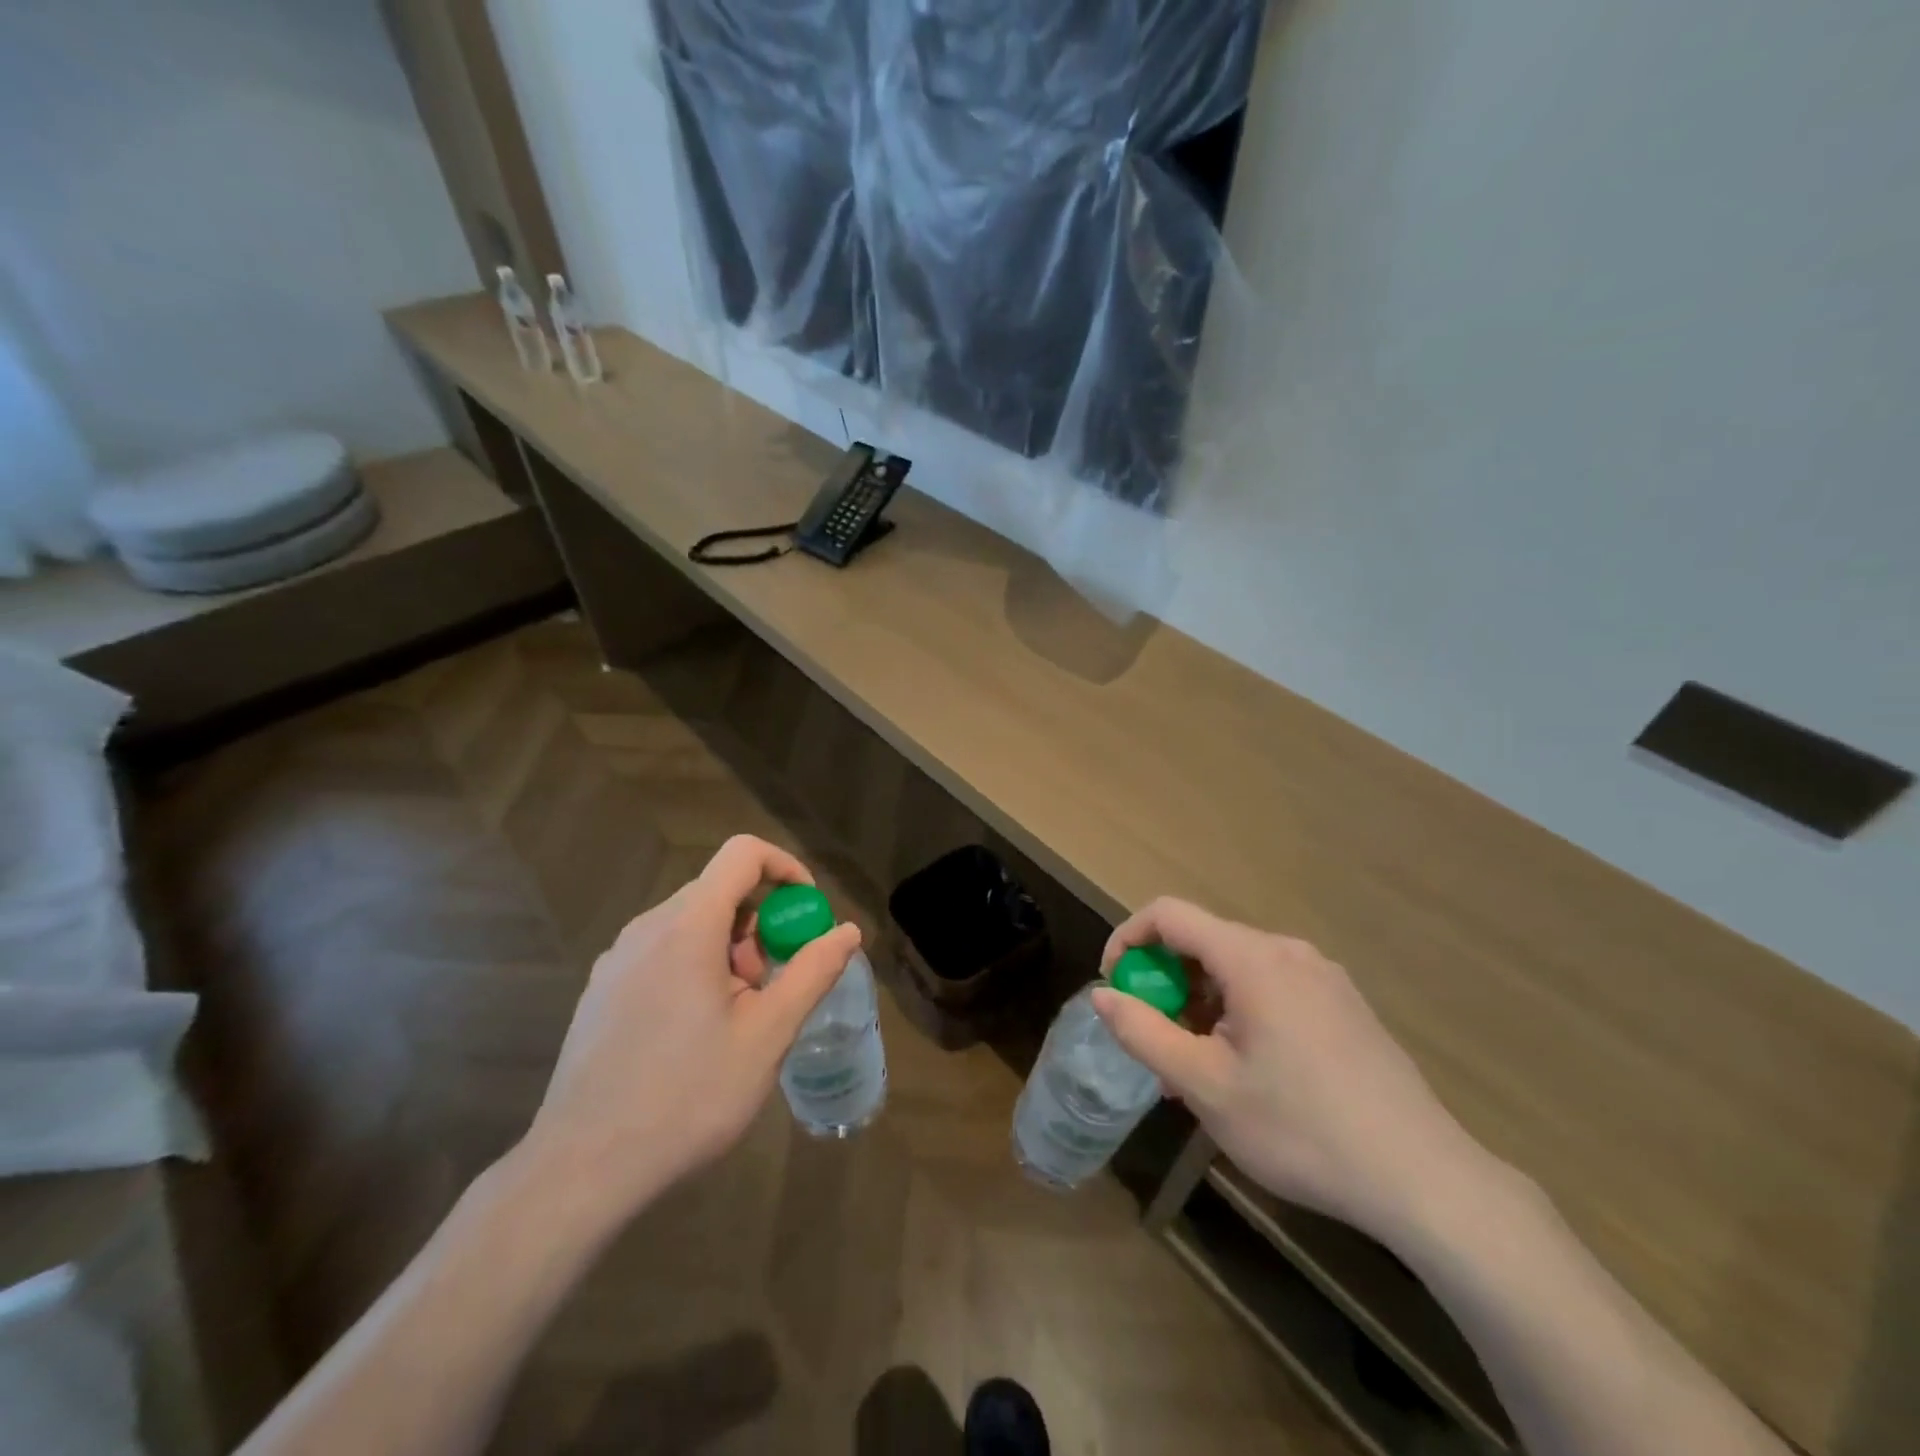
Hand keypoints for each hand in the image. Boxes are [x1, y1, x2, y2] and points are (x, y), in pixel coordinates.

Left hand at [517, 835, 861, 1224]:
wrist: (582, 1168)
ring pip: (691, 923)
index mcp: (688, 926)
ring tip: (737, 1017)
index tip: (806, 913)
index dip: (785, 868)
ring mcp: (617, 958)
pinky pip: (662, 951)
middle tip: (772, 984)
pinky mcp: (601, 989)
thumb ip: (813, 972)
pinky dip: (695, 966)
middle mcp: (647, 927)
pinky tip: (695, 1033)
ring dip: (729, 949)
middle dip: (760, 924)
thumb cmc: (688, 1095)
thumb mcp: (768, 1034)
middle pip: (719, 890)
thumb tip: (848, 931)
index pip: (743, 853)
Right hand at [1094, 898, 1492, 1241]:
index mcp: (1252, 958)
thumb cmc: (1301, 1128)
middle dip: (1166, 984)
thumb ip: (1144, 1033)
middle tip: (1157, 1044)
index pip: (1168, 914)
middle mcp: (1288, 951)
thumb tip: (1102, 995)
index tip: (1115, 989)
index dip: (1128, 940)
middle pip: (1204, 942)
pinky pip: (1272, 988)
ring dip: (1201, 1004)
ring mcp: (1323, 977)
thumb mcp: (1205, 1086)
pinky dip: (1239, 1012)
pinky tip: (1247, 1071)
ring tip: (1198, 1070)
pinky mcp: (1344, 1005)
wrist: (1423, 1179)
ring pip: (1237, 969)